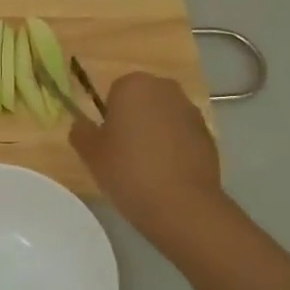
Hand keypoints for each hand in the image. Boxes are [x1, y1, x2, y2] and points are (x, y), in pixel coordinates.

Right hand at [69, 73, 223, 239]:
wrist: (181, 204)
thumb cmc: (128, 171)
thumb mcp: (90, 154)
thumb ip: (81, 132)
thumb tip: (82, 125)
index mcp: (134, 85)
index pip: (114, 92)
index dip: (109, 117)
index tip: (108, 142)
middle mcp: (165, 89)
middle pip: (142, 100)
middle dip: (134, 119)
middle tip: (124, 153)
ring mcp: (191, 111)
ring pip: (163, 117)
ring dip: (155, 132)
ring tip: (147, 167)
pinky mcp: (208, 134)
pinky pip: (182, 135)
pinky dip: (174, 147)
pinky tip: (168, 174)